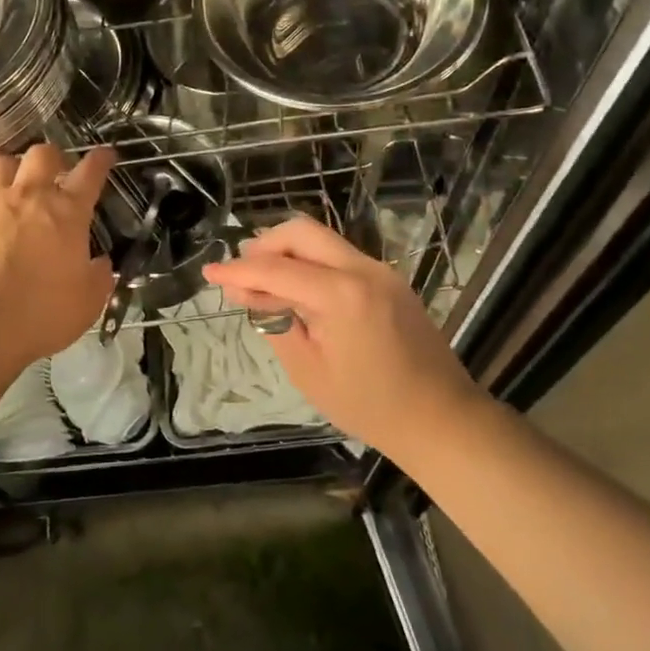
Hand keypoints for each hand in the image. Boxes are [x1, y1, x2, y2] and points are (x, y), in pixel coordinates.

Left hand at [0, 144, 115, 368]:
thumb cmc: (38, 316)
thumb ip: (99, 277)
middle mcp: (29, 196)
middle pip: (43, 155)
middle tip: (55, 174)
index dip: (100, 160)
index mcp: (67, 213)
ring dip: (14, 168)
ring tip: (15, 183)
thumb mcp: (87, 304)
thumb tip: (100, 262)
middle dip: (53, 159)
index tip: (105, 155)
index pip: (90, 173)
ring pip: (2, 162)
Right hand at [202, 215, 479, 454]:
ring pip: (323, 241)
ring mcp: (381, 271)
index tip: (209, 271)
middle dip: (265, 245)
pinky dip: (312, 264)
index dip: (238, 271)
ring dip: (289, 252)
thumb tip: (249, 293)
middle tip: (240, 271)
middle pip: (303, 232)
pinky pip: (341, 257)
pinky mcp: (390, 281)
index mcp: (341, 294)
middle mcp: (363, 269)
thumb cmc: (369, 405)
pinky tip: (298, 290)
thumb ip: (276, 322)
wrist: (440, 418)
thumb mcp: (309, 370)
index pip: (277, 269)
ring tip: (263, 281)